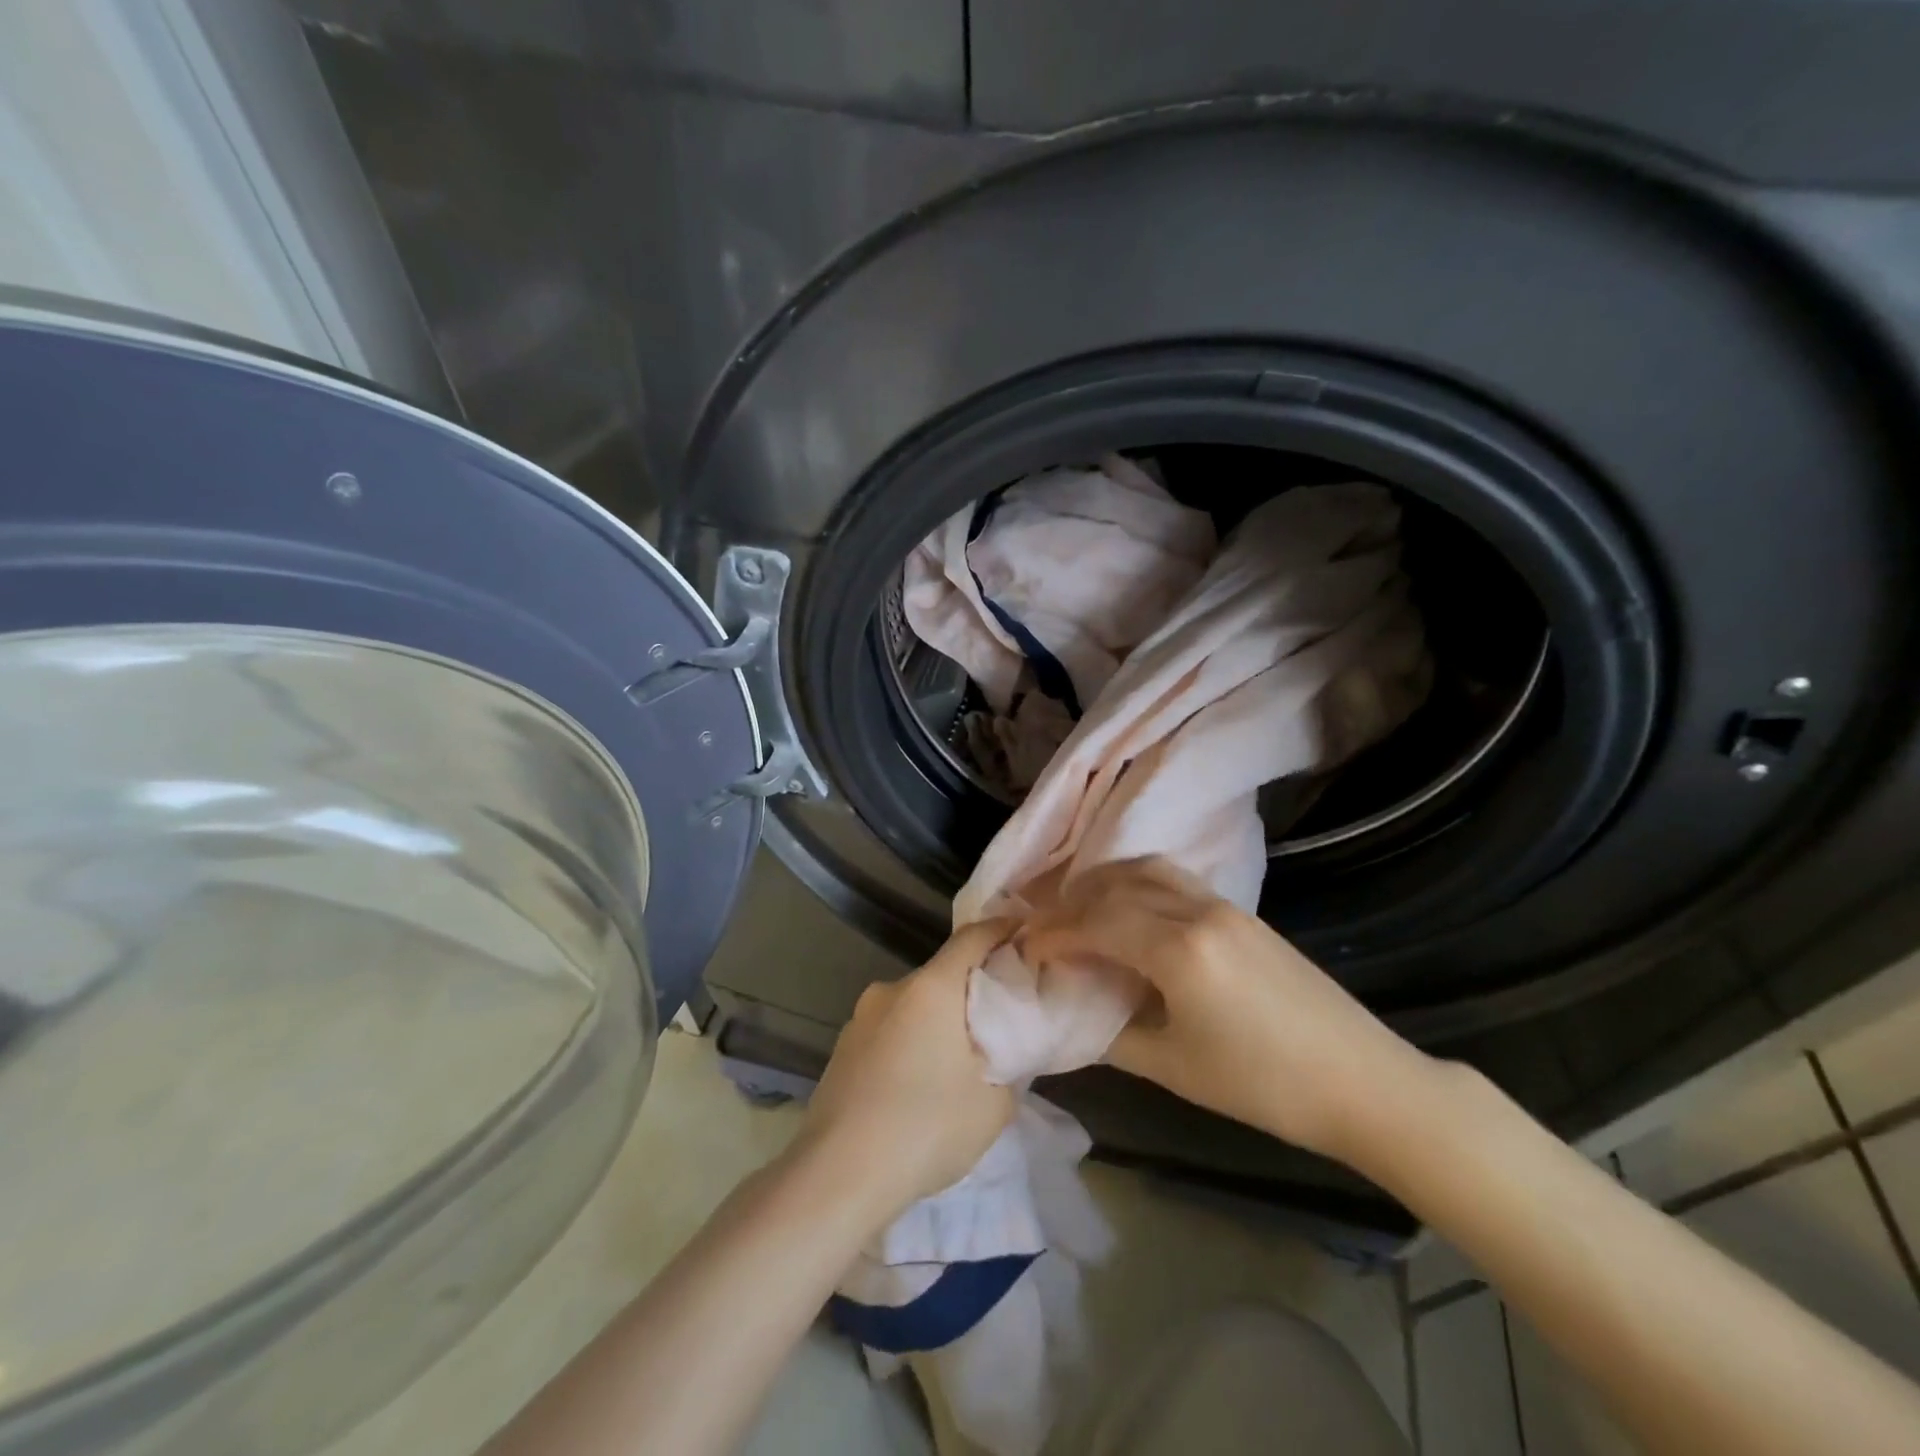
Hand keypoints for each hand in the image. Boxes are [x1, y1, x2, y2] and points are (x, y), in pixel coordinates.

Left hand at [791, 920, 1017, 1223]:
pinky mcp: (842, 1048)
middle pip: (942, 973)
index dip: (1001, 930)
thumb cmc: (925, 1128)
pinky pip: (889, 1030)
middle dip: (971, 988)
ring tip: (957, 1059)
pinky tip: (917, 1084)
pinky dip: (910, 1041)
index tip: (1023, 932)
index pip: (972, 938)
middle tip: (999, 1017)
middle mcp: (892, 990)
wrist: (837, 1175)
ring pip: (913, 1005)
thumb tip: (1007, 1050)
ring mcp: (860, 1018)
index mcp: (931, 988)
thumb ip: (1010, 1065)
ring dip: (938, 1019)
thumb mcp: (993, 1104)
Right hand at [1023, 857, 1436, 1163]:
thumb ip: (1112, 1035)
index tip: (1026, 948)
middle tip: (1043, 928)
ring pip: (1146, 871)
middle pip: (1115, 887)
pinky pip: (1173, 880)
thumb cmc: (1265, 1086)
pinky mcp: (1242, 912)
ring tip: (1079, 912)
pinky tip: (1129, 913)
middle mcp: (1198, 911)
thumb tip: (1069, 1016)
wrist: (1364, 1082)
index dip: (1054, 933)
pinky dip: (1136, 885)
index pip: (1096, 923)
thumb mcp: (1175, 1068)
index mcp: (1179, 951)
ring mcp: (1224, 905)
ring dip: (1104, 885)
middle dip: (1070, 903)